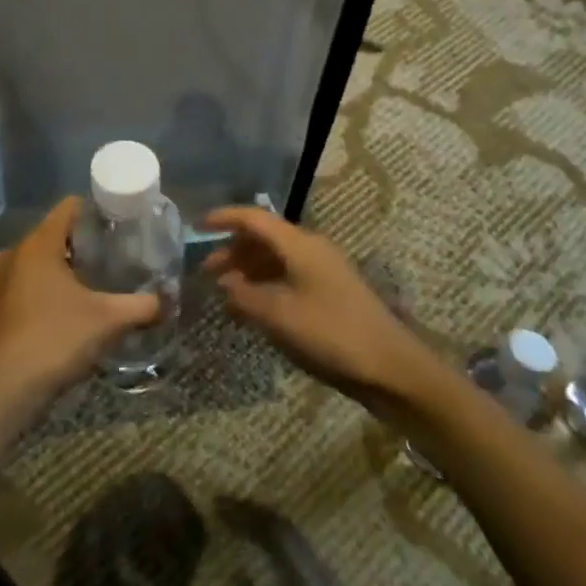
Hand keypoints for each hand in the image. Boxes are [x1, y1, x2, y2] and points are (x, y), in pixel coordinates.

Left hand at [0, 198, 161, 419]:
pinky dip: (49, 290)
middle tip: (117, 257)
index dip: (97, 211)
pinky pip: (28, 285)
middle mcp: (14, 253)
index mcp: (38, 243)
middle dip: (85, 244)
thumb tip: (167, 301)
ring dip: (66, 270)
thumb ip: (142, 306)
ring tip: (98, 284)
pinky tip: (71, 310)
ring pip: (40, 262)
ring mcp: (0, 281)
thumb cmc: (55, 339)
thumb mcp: (108, 320)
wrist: (3, 388)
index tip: (122, 225)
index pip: (69, 207)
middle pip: (55, 234)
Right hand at [201, 208, 426, 403]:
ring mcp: (323, 271)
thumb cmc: (331, 334)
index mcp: (300, 245)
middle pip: (264, 238)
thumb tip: (224, 283)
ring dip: (248, 271)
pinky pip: (288, 277)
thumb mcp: (278, 316)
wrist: (390, 367)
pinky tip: (252, 308)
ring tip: (224, 294)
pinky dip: (265, 286)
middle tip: (205, 272)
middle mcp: (311, 249)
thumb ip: (244, 296)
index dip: (223, 219)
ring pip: (276, 259)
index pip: (254, 218)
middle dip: (232, 251)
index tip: (195, 226)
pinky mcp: (330, 293)